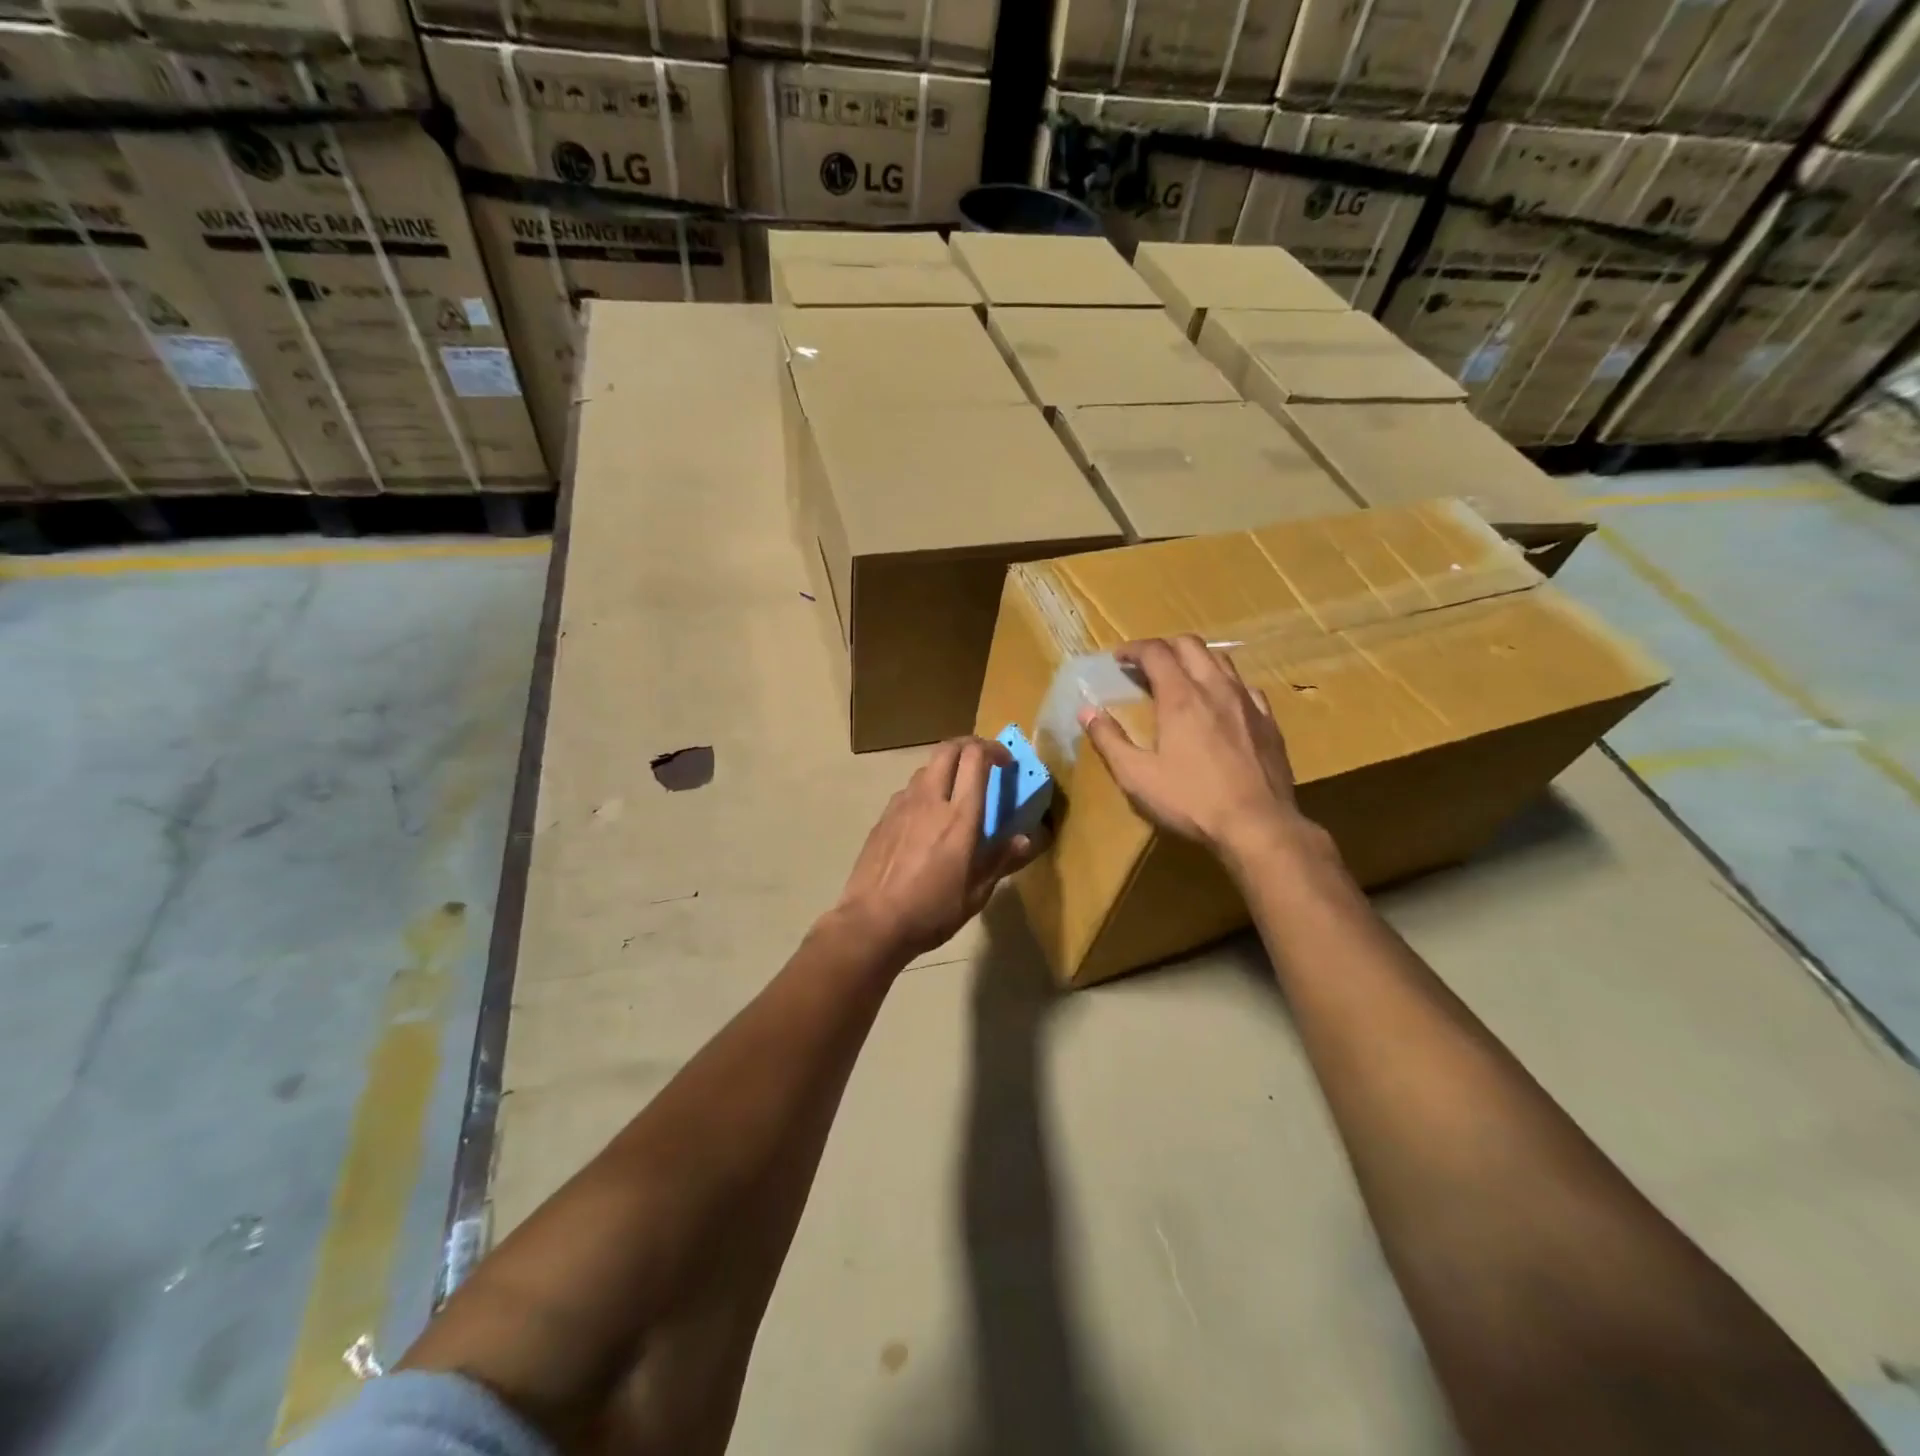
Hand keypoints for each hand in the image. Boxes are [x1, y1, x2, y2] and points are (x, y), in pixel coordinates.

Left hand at [833, 736, 1038, 962]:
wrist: (872, 922)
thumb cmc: (931, 911)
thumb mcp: (976, 893)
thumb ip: (1002, 859)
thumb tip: (1027, 839)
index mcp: (958, 817)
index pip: (974, 759)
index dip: (993, 750)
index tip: (1006, 762)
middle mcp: (929, 800)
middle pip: (947, 749)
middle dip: (968, 745)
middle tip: (983, 761)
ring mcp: (901, 806)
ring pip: (925, 768)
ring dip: (946, 767)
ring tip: (956, 790)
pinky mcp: (883, 818)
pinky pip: (908, 790)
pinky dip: (925, 789)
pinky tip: (927, 817)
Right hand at [1079, 636, 1309, 863]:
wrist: (1257, 825)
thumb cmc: (1190, 801)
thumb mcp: (1136, 776)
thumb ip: (1109, 740)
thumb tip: (1087, 712)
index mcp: (1180, 697)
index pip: (1155, 652)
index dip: (1133, 649)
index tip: (1119, 659)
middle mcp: (1215, 688)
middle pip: (1190, 645)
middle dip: (1164, 647)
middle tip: (1146, 665)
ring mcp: (1247, 702)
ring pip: (1221, 660)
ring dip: (1196, 659)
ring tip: (1181, 678)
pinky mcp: (1268, 721)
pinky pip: (1245, 686)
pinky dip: (1224, 684)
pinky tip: (1220, 704)